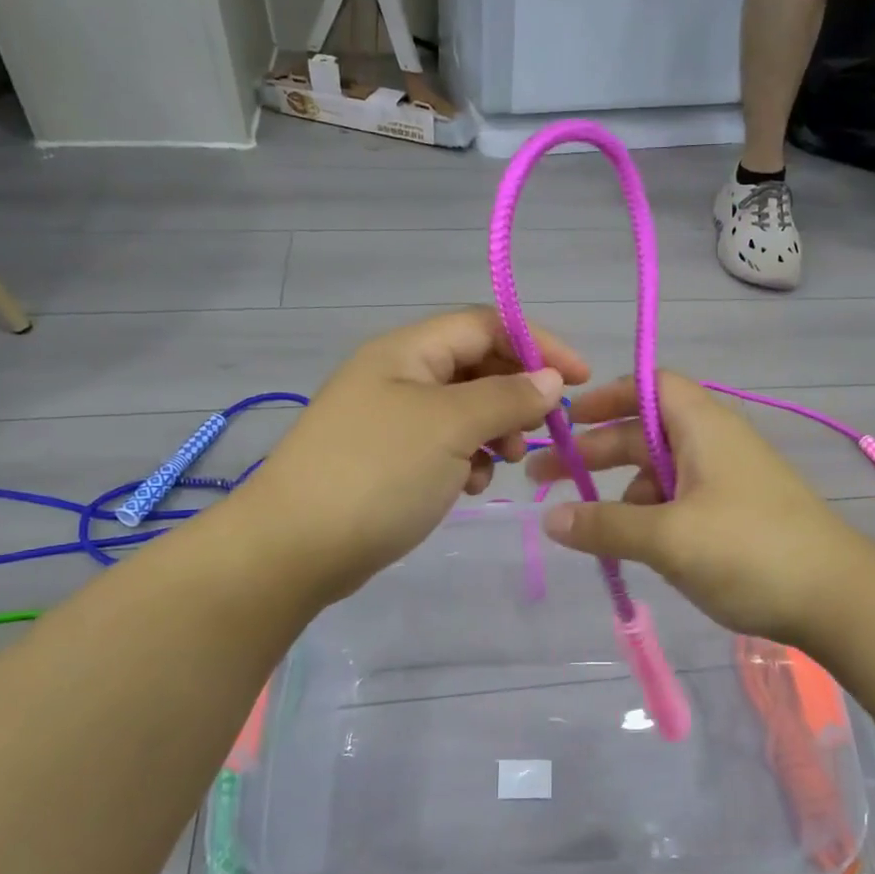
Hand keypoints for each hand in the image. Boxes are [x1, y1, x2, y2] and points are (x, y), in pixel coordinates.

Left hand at [239, 307, 588, 603]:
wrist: (294, 548)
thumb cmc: (378, 473)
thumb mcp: (451, 427)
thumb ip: (506, 396)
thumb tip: (550, 379)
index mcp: (407, 351)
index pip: (485, 324)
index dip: (537, 343)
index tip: (580, 379)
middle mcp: (399, 375)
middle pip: (476, 366)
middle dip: (516, 393)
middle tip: (540, 429)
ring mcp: (390, 419)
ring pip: (464, 409)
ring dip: (495, 431)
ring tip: (504, 464)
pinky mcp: (388, 459)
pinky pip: (444, 444)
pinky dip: (467, 458)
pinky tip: (469, 485)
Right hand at [527, 372, 870, 646]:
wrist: (839, 599)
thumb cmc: (749, 551)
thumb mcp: (669, 538)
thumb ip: (605, 527)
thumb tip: (549, 520)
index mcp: (703, 427)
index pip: (650, 386)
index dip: (607, 397)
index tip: (567, 420)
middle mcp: (716, 444)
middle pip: (645, 433)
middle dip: (595, 452)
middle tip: (544, 479)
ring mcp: (729, 481)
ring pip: (661, 473)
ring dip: (622, 492)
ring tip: (589, 528)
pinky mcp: (738, 516)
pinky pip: (682, 503)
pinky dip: (651, 516)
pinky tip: (636, 547)